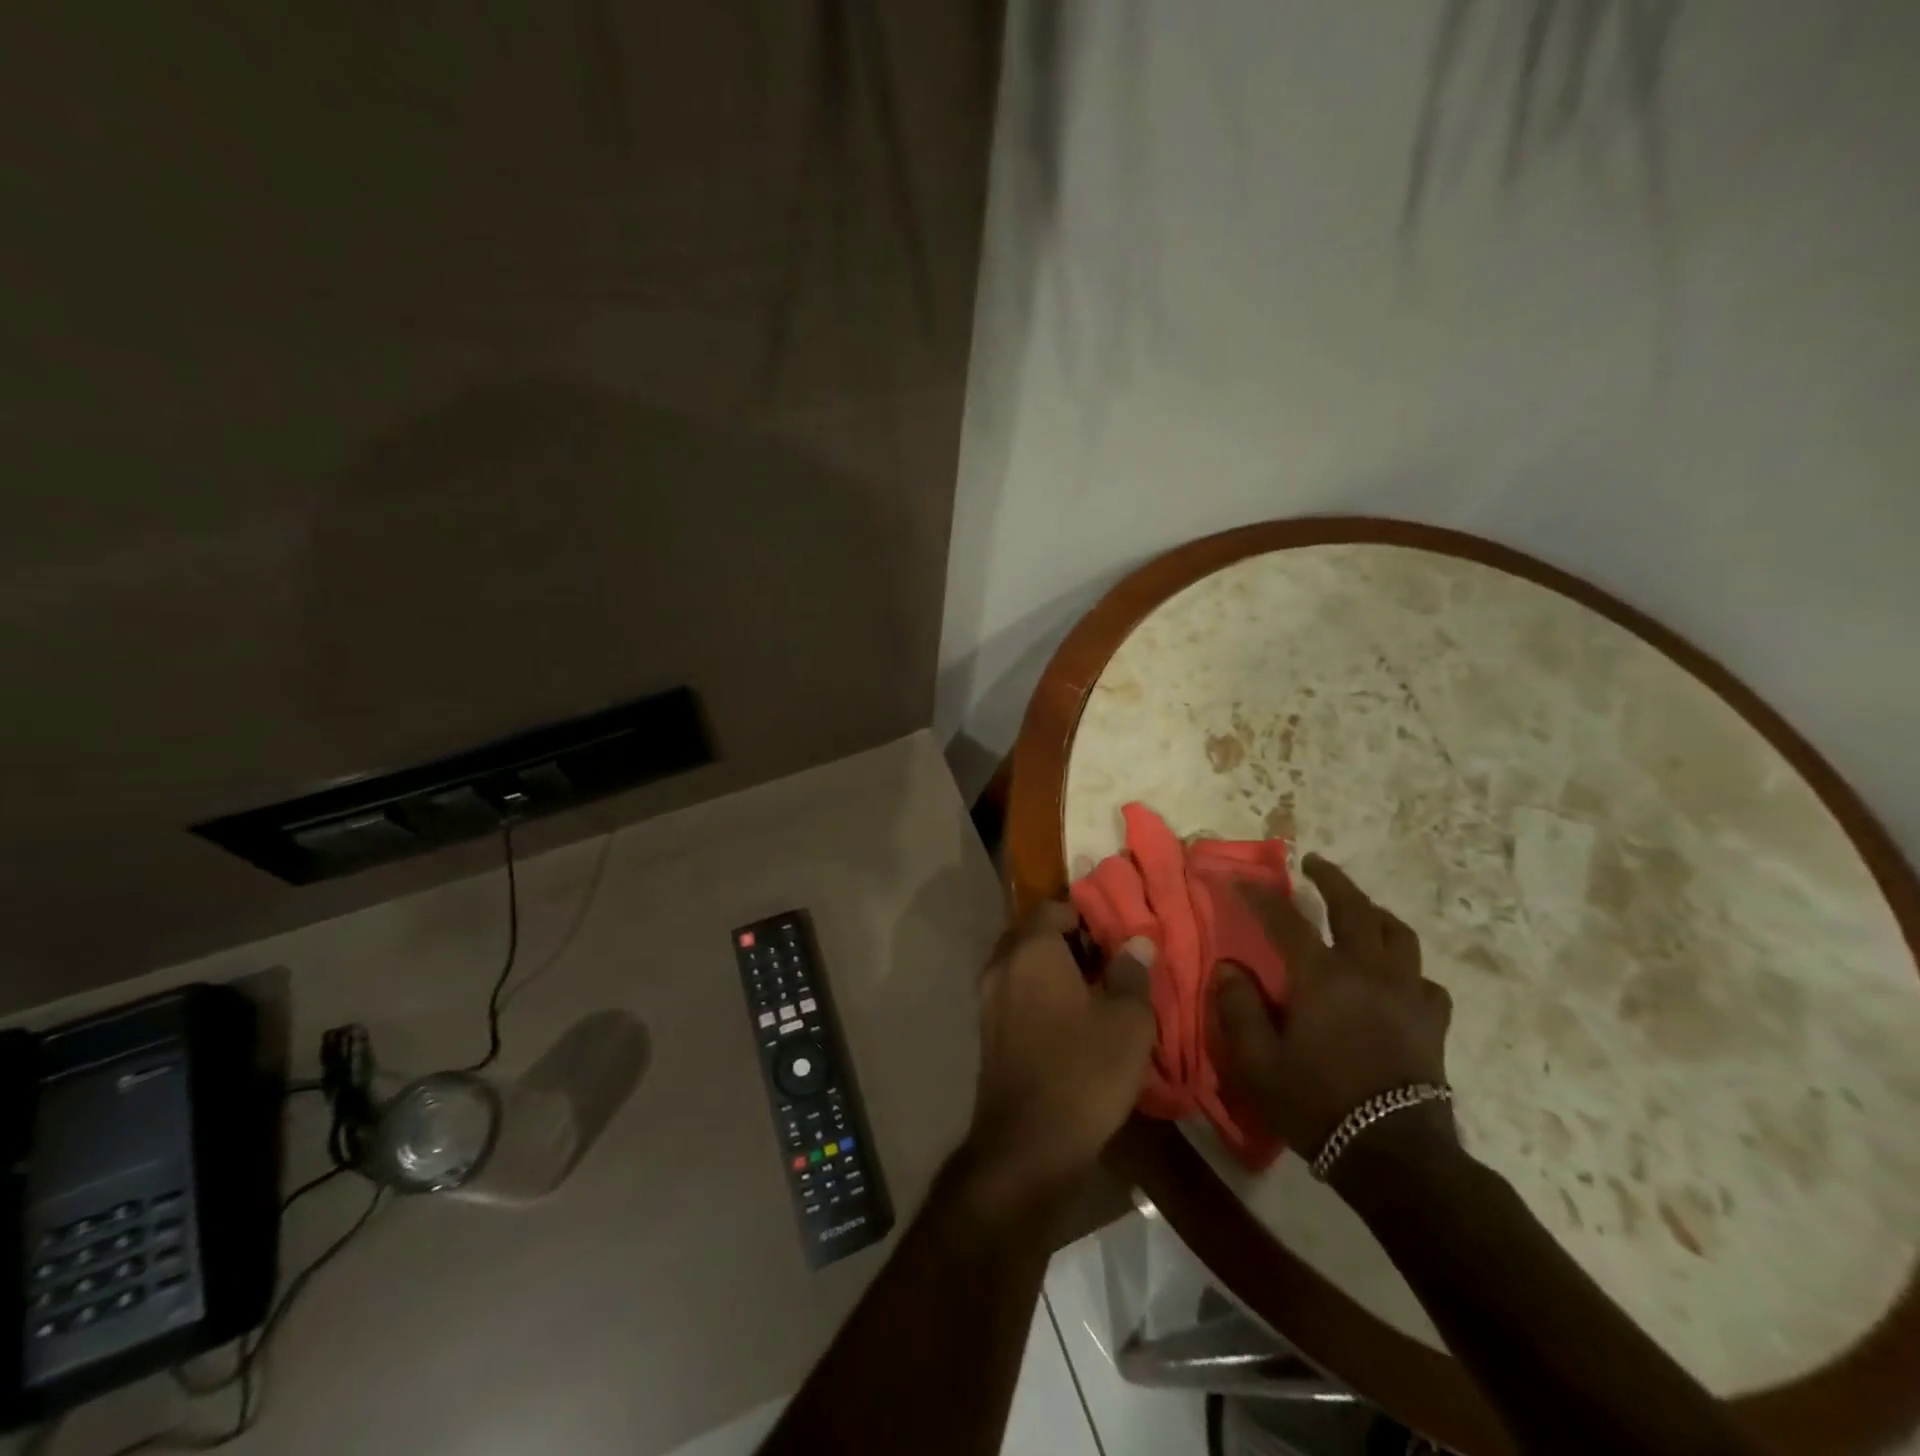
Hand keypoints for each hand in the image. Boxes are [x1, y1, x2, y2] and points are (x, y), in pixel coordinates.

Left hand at [962, 903, 1156, 1216]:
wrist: (1028, 1145)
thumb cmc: (1084, 1073)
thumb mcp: (1129, 1022)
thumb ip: (1133, 973)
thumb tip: (1136, 942)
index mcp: (1031, 950)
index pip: (1053, 907)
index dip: (1086, 915)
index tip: (1115, 935)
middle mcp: (1002, 964)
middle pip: (1033, 933)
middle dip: (1068, 940)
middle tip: (1108, 961)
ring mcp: (988, 998)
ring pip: (1022, 963)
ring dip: (1053, 968)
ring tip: (1095, 992)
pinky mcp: (987, 1030)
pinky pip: (1014, 992)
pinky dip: (1038, 993)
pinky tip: (1070, 1021)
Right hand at [1209, 854, 1453, 1157]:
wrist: (1394, 1155)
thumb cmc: (1316, 1104)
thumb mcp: (1256, 1062)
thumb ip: (1238, 1008)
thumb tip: (1230, 967)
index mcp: (1322, 976)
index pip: (1285, 919)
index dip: (1259, 895)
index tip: (1239, 878)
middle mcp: (1368, 971)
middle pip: (1355, 908)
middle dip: (1332, 880)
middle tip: (1314, 865)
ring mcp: (1407, 994)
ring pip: (1398, 935)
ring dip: (1374, 913)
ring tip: (1360, 909)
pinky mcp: (1433, 1022)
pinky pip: (1424, 980)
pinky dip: (1407, 968)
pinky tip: (1396, 976)